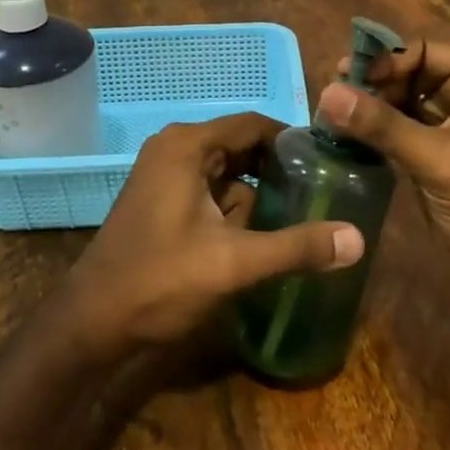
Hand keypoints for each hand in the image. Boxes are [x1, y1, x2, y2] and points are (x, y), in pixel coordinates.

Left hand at [64, 113, 364, 353]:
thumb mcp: (234, 263)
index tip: (329, 163)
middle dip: (277, 171)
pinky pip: (209, 191)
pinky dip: (234, 208)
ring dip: (256, 194)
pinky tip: (258, 236)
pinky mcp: (161, 202)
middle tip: (320, 194)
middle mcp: (174, 149)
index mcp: (188, 145)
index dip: (292, 141)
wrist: (91, 325)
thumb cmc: (160, 281)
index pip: (253, 124)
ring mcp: (164, 175)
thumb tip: (358, 239)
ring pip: (227, 173)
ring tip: (297, 217)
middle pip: (241, 146)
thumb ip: (296, 247)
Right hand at [318, 39, 449, 298]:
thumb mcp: (438, 159)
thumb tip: (327, 92)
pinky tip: (346, 135)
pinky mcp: (437, 152)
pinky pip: (401, 128)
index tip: (347, 77)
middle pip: (411, 70)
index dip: (386, 58)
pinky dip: (376, 129)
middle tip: (332, 95)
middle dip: (374, 82)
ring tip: (331, 114)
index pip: (425, 48)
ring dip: (371, 105)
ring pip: (403, 99)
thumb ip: (382, 124)